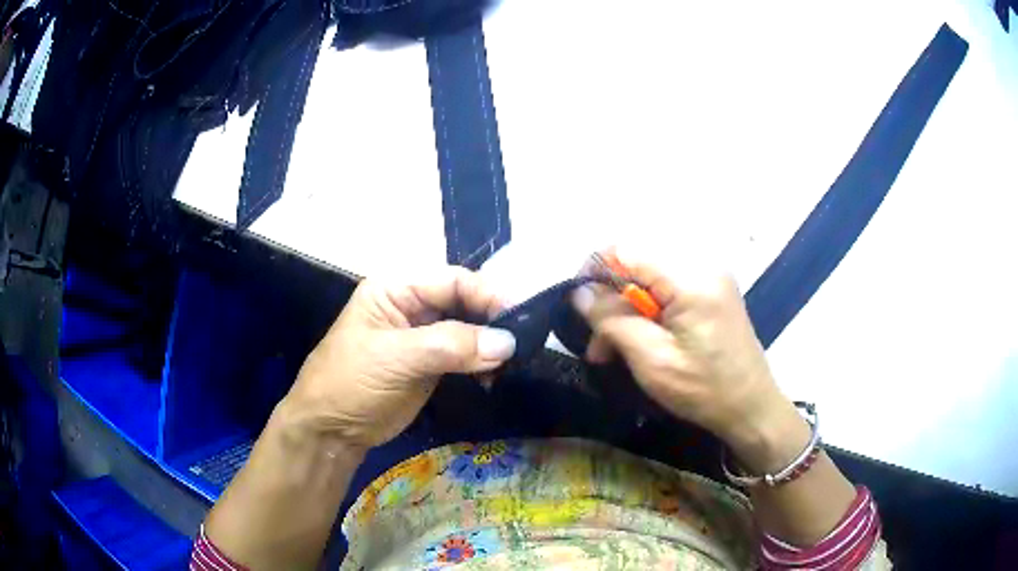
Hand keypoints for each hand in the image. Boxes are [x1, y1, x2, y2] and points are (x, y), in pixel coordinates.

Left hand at [283, 267, 515, 449]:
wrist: (331, 431)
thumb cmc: (350, 383)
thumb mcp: (395, 359)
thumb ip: (450, 346)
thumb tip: (508, 342)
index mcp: (395, 288)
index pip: (451, 280)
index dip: (486, 294)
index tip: (519, 318)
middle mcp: (411, 305)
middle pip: (464, 301)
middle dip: (492, 320)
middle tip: (521, 343)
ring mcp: (422, 335)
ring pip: (469, 328)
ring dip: (490, 344)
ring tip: (508, 364)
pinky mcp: (431, 362)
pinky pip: (466, 353)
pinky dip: (482, 363)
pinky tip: (491, 377)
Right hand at [573, 251, 800, 459]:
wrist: (751, 407)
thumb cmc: (703, 389)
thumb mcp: (652, 360)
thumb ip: (613, 319)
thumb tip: (580, 292)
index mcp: (690, 278)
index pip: (627, 249)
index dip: (595, 270)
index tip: (579, 305)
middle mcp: (702, 264)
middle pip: (638, 262)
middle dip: (611, 297)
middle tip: (598, 341)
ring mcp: (711, 276)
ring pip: (650, 277)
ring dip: (627, 308)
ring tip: (612, 349)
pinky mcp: (713, 291)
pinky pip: (668, 288)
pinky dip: (648, 310)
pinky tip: (640, 340)